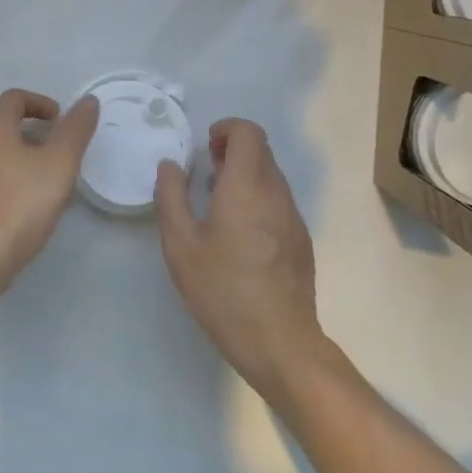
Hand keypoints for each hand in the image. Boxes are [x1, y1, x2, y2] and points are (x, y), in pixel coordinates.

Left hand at [0, 88, 99, 292]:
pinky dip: (6, 178)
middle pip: (3, 124)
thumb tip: (88, 101)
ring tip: (44, 178)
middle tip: (57, 150)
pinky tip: (23, 204)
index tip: (61, 121)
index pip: (15, 98)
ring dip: (19, 156)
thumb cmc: (23, 202)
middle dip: (32, 131)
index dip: (41, 103)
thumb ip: (75, 129)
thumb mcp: (60, 163)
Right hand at [155, 118, 325, 398]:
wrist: (280, 343)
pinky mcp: (301, 240)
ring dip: (246, 175)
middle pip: (262, 151)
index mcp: (246, 188)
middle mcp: (276, 194)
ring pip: (272, 176)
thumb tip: (170, 165)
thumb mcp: (181, 246)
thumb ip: (171, 198)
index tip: (207, 146)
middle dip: (234, 151)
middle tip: (207, 175)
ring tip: (219, 205)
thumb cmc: (223, 292)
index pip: (249, 133)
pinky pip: (279, 201)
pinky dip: (259, 198)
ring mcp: (293, 217)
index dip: (227, 129)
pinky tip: (240, 234)